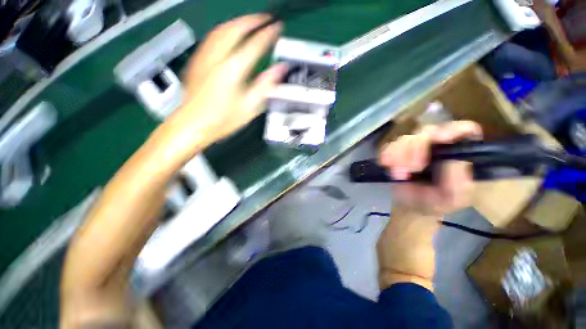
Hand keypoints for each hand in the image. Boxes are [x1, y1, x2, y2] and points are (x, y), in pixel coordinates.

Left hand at [155, 14, 287, 158]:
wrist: (191, 125)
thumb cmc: (223, 120)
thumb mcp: (249, 107)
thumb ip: (265, 86)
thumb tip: (280, 69)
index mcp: (233, 70)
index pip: (254, 45)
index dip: (268, 34)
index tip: (278, 27)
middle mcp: (217, 58)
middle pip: (234, 29)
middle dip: (252, 20)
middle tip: (265, 19)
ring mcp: (204, 58)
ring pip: (221, 30)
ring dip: (237, 22)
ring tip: (249, 23)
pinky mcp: (197, 62)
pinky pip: (211, 38)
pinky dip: (224, 31)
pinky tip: (229, 35)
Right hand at [379, 121, 482, 214]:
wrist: (410, 206)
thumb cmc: (436, 202)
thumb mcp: (453, 198)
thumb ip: (458, 181)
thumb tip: (453, 159)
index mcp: (459, 153)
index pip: (463, 130)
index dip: (453, 130)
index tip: (439, 139)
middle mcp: (438, 145)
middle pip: (428, 132)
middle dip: (416, 148)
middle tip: (411, 168)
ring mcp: (416, 146)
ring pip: (406, 138)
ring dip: (400, 155)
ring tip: (398, 175)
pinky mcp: (398, 151)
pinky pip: (390, 146)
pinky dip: (387, 154)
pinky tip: (386, 164)